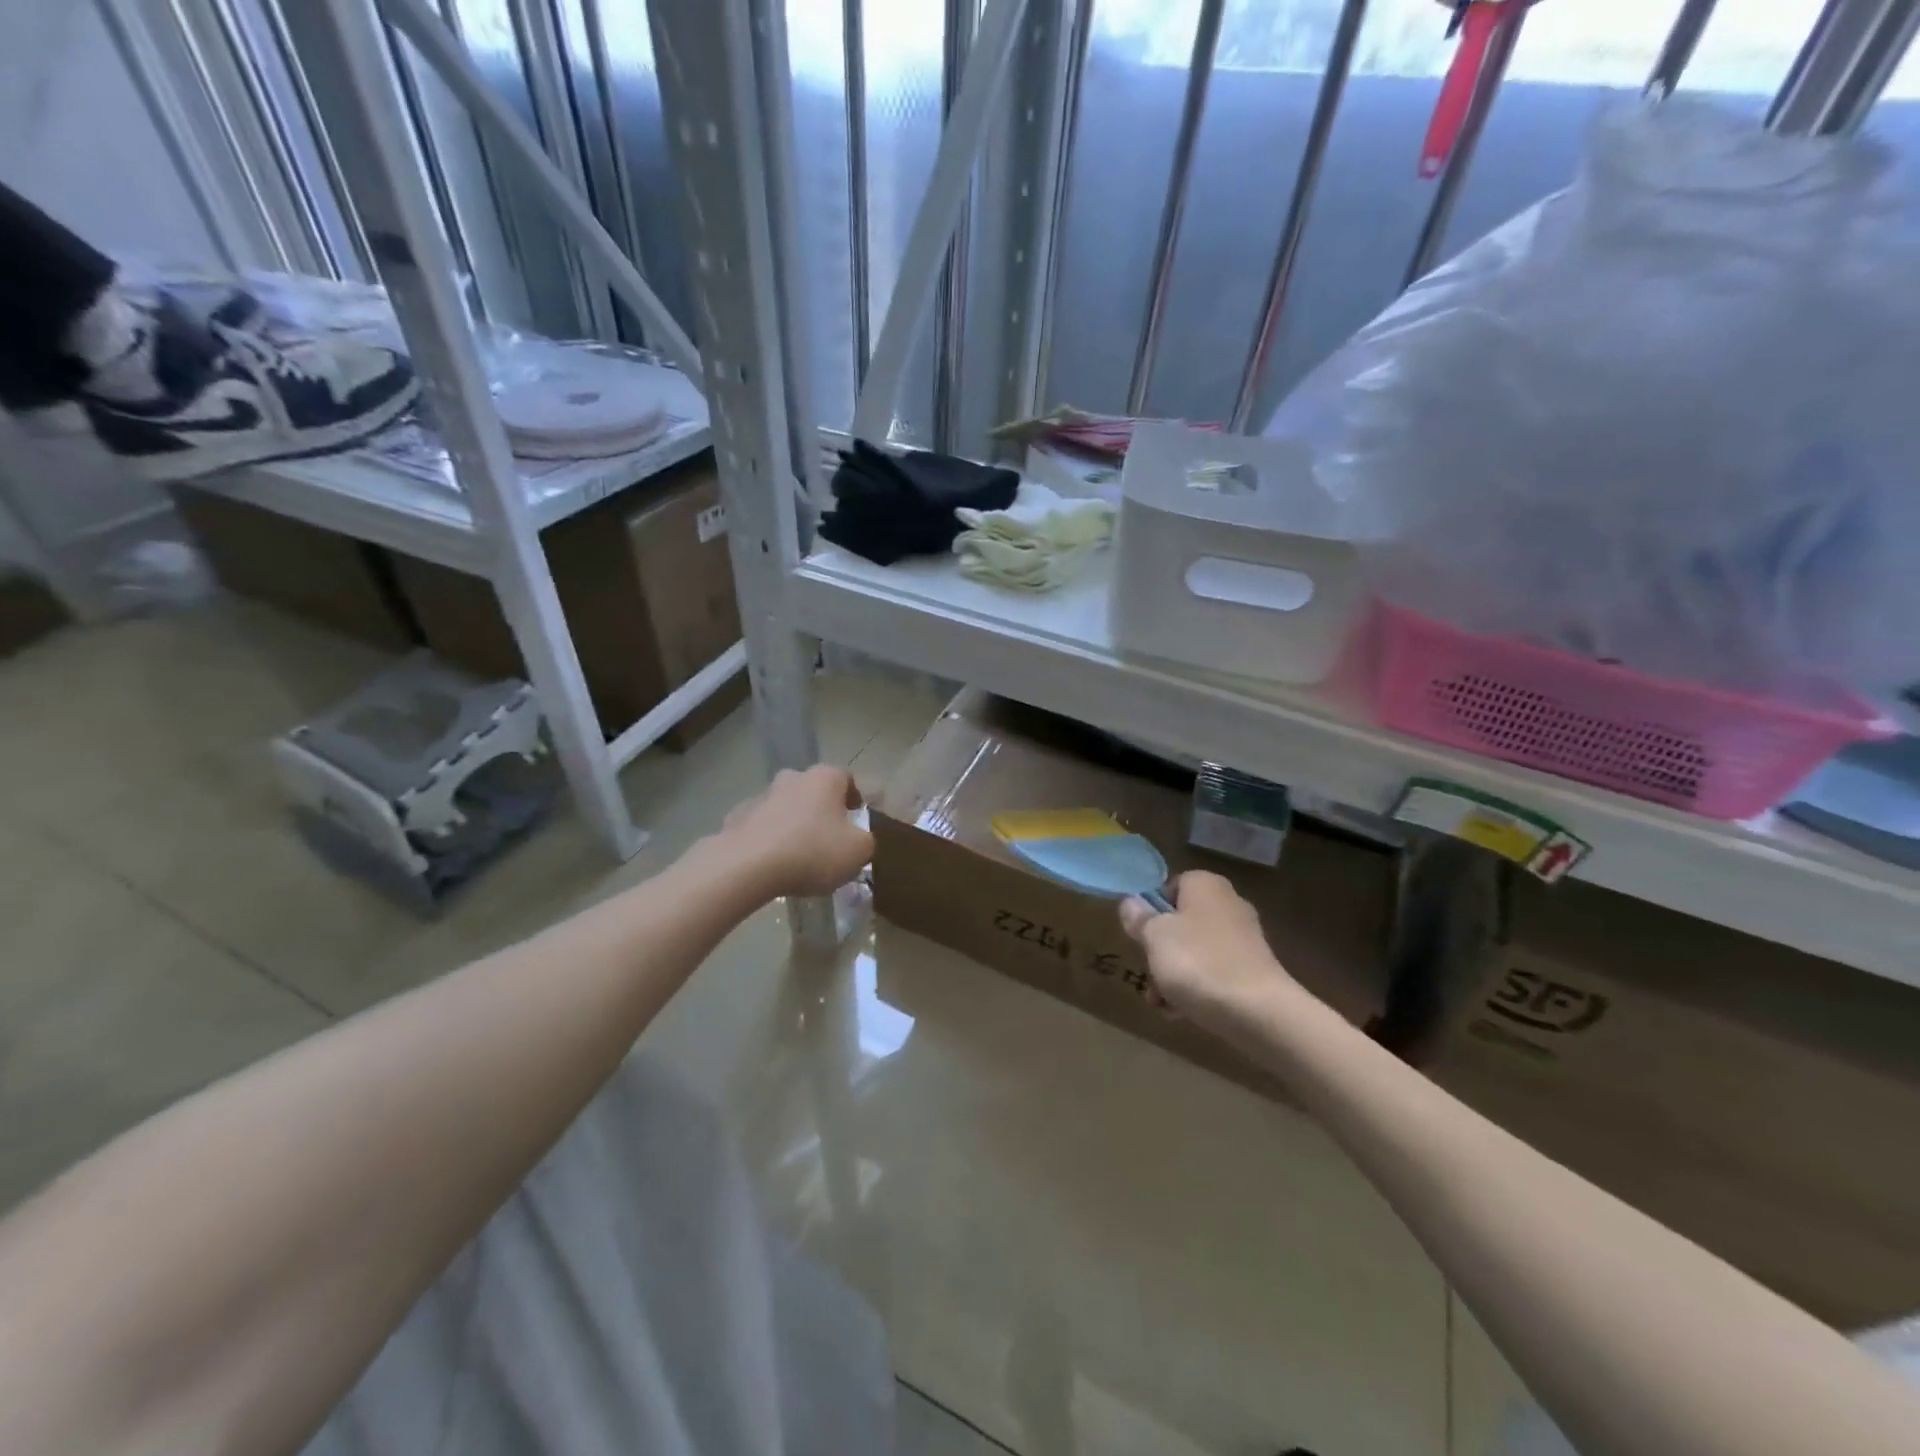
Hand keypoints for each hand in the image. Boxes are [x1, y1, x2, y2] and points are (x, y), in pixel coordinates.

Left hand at [720, 765, 874, 898]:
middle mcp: (793, 777)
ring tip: (799, 856)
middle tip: (829, 838)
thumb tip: (858, 838)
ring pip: (786, 806)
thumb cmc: (813, 852)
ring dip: (794, 823)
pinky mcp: (737, 817)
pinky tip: (772, 863)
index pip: (847, 778)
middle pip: (814, 790)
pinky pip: (761, 826)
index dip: (856, 798)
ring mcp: (761, 796)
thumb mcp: (859, 851)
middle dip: (822, 809)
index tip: (858, 819)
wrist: (748, 866)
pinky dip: (769, 838)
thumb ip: (866, 840)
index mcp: (825, 778)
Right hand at [1118, 871, 1299, 1035]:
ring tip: (1160, 1003)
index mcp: (1205, 885)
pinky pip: (1214, 973)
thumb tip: (1131, 903)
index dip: (1150, 910)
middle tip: (1147, 972)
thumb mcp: (1154, 936)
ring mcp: (1244, 939)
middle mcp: (1228, 904)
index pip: (1170, 886)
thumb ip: (1139, 917)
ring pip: (1195, 951)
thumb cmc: (1198, 962)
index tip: (1139, 935)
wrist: (1258, 1012)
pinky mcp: (1253, 971)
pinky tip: (1180, 1013)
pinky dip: (1196, 989)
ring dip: (1173, 975)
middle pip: (1181, 922)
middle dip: (1160, 949)